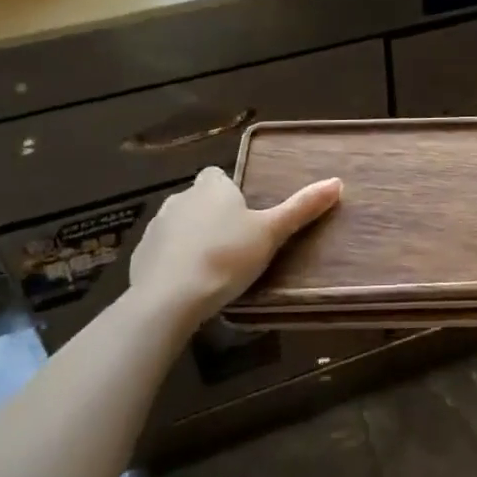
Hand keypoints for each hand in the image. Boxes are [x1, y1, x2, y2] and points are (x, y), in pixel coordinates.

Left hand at [128, 166, 341, 327]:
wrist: (170, 299)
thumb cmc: (227, 257)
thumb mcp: (271, 233)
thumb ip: (302, 207)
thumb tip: (337, 182)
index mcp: (211, 187)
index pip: (217, 176)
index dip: (229, 192)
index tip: (243, 215)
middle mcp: (180, 198)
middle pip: (198, 200)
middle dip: (211, 216)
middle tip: (234, 244)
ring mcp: (155, 227)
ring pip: (178, 225)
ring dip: (191, 238)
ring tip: (212, 267)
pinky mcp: (139, 256)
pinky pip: (161, 252)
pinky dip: (173, 261)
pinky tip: (187, 284)